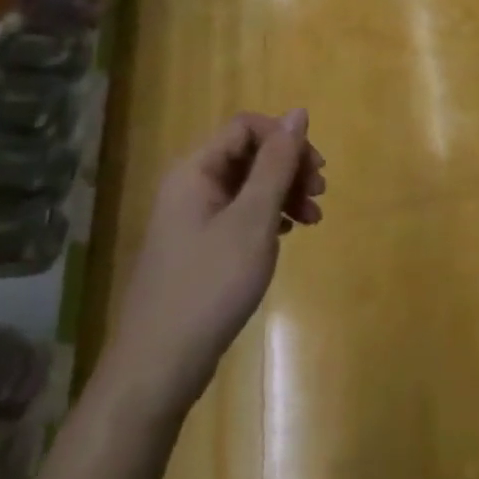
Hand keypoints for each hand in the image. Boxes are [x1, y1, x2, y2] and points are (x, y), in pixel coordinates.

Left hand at [99, 110, 324, 424]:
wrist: (158, 366)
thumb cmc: (210, 285)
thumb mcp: (253, 219)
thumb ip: (277, 163)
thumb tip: (298, 112)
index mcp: (195, 171)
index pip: (247, 127)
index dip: (285, 139)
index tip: (316, 169)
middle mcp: (190, 187)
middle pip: (249, 154)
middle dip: (290, 167)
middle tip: (320, 195)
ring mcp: (192, 219)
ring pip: (247, 186)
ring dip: (284, 192)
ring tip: (313, 219)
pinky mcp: (198, 248)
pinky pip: (240, 214)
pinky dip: (269, 217)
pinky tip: (288, 234)